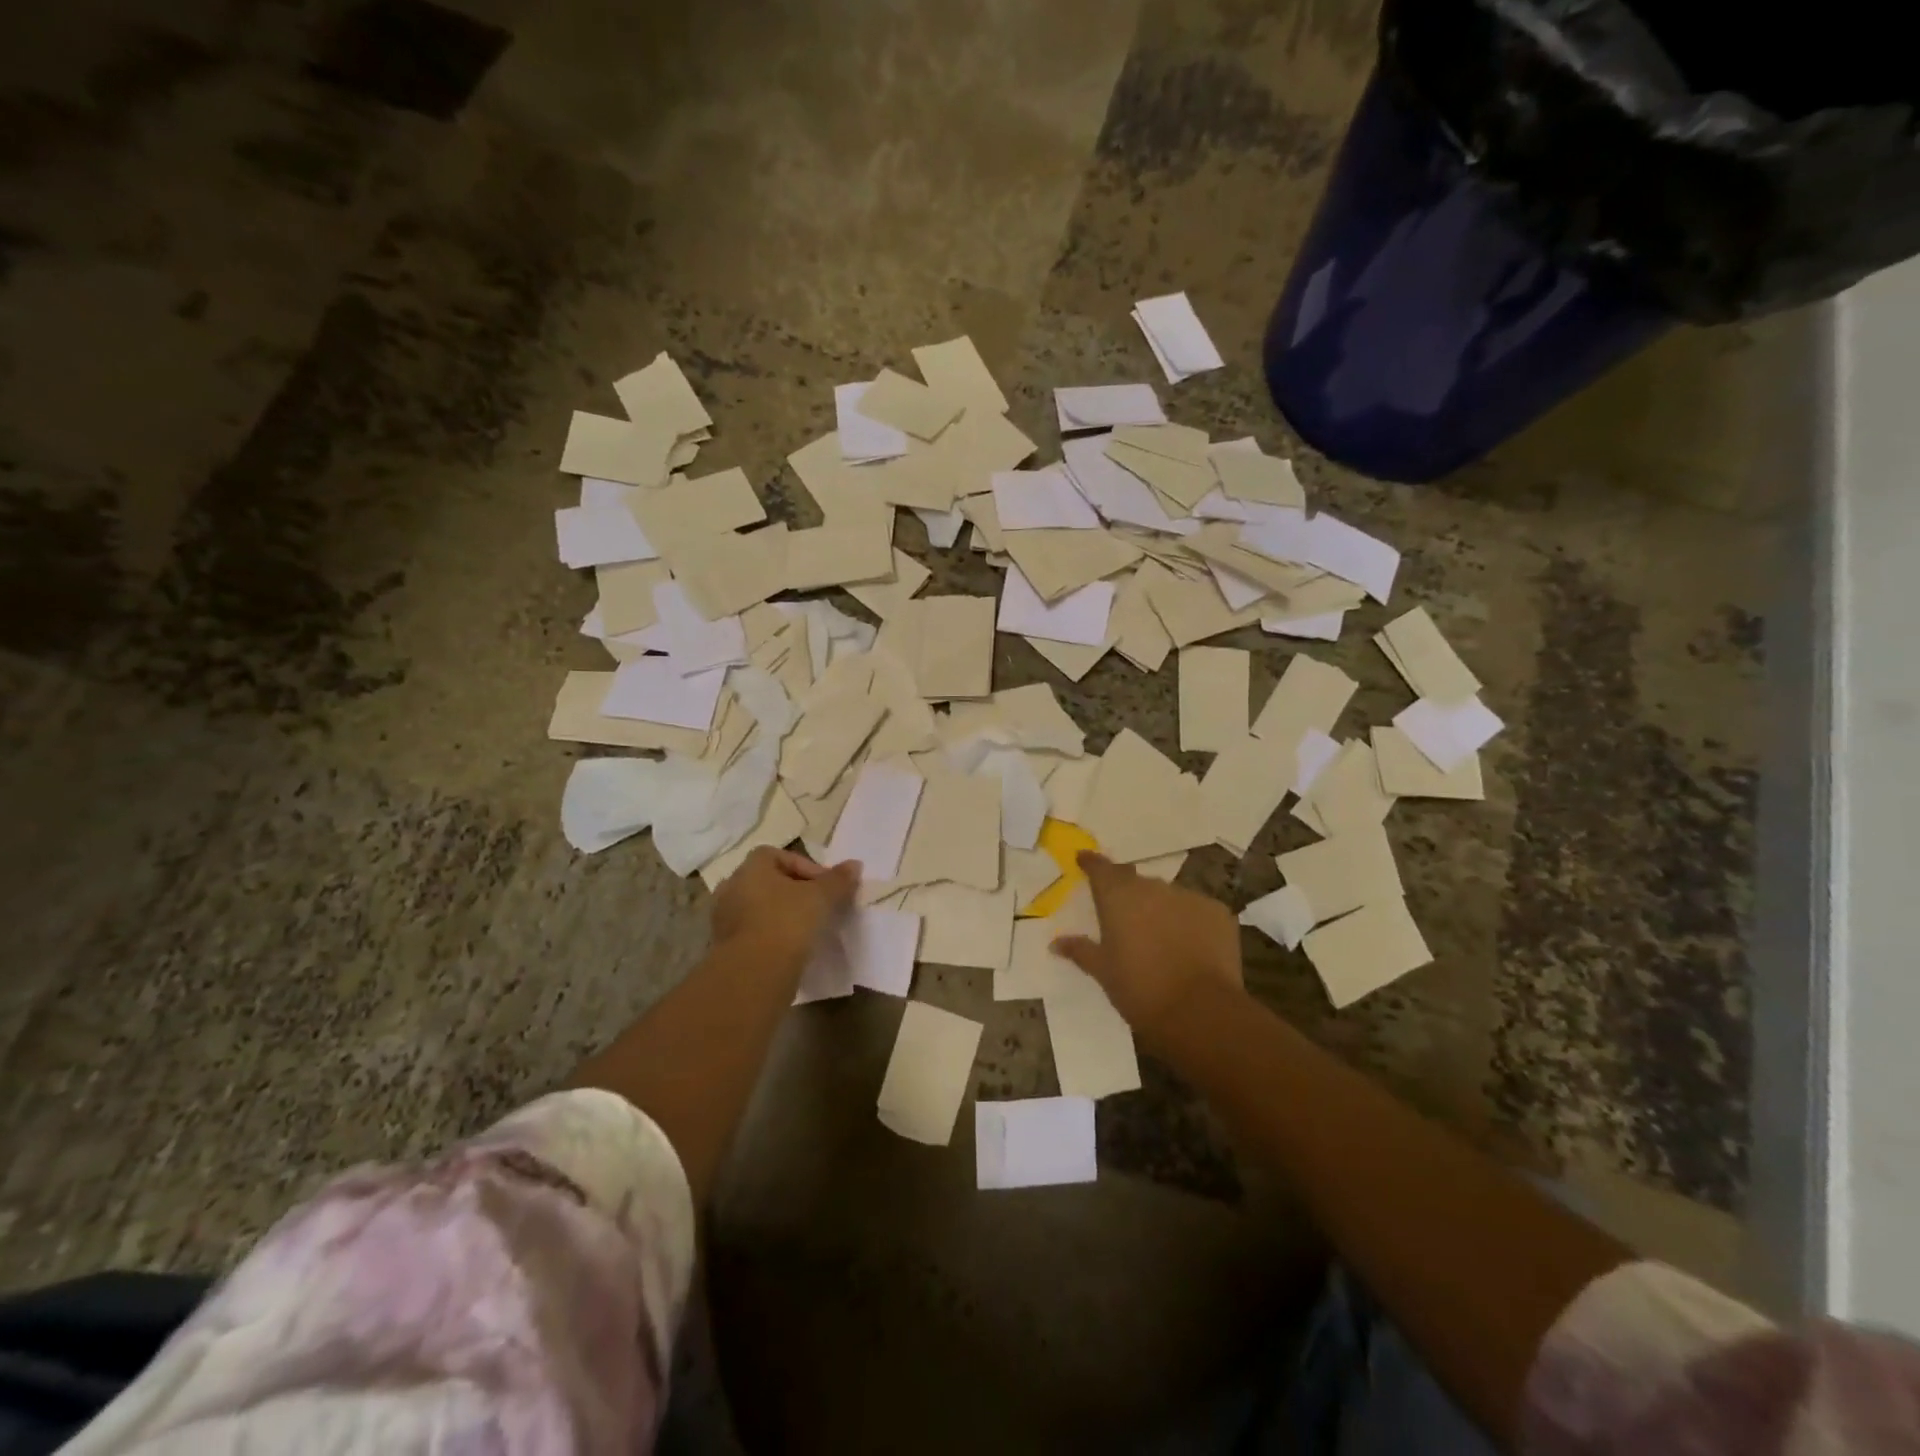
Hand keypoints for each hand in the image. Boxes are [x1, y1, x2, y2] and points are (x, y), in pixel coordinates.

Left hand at [711, 847, 858, 963]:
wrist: (754, 973)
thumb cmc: (787, 922)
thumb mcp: (822, 898)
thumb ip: (839, 880)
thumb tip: (855, 865)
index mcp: (751, 867)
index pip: (780, 856)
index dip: (806, 867)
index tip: (826, 887)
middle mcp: (732, 887)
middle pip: (768, 882)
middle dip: (793, 891)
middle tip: (817, 906)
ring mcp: (723, 918)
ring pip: (759, 908)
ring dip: (780, 914)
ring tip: (805, 930)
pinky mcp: (724, 947)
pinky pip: (752, 932)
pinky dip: (770, 936)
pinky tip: (789, 949)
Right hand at [1052, 851, 1243, 1041]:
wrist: (1200, 1011)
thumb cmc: (1140, 989)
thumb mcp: (1103, 972)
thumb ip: (1081, 951)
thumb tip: (1057, 942)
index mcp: (1118, 896)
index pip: (1100, 868)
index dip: (1092, 863)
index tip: (1084, 858)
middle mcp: (1152, 888)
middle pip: (1135, 883)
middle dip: (1128, 895)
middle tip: (1124, 918)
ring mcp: (1188, 897)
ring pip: (1168, 897)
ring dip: (1160, 910)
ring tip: (1160, 939)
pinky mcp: (1218, 912)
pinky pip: (1196, 911)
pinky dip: (1190, 922)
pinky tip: (1191, 947)